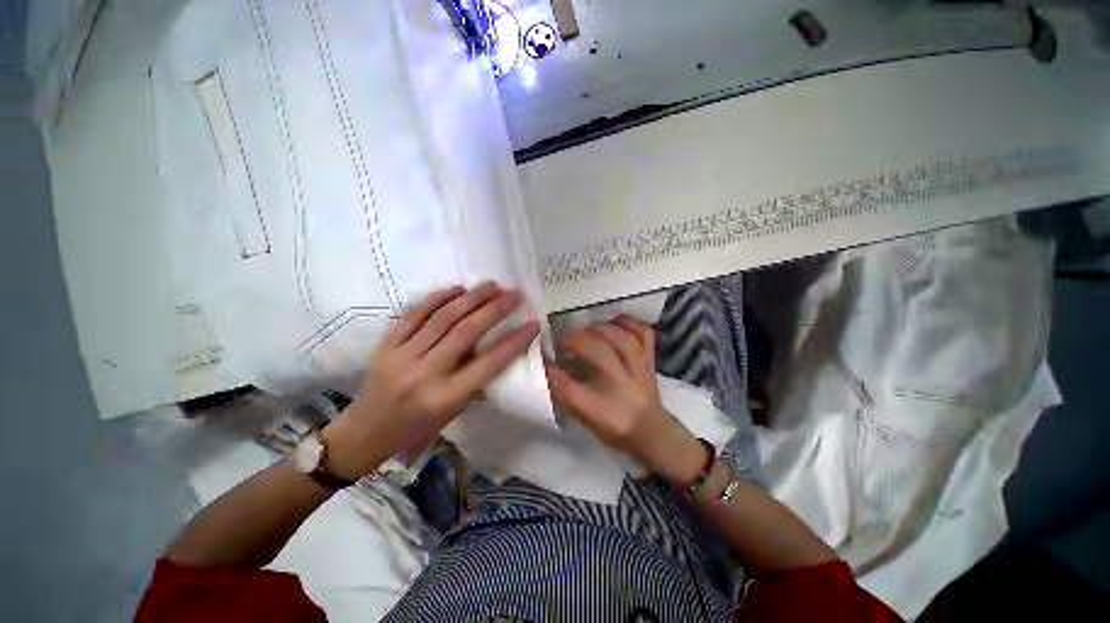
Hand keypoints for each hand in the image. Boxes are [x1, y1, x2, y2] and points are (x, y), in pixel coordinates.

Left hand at [324, 283, 539, 478]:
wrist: (364, 432)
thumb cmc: (416, 428)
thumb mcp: (453, 411)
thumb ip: (474, 378)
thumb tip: (493, 344)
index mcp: (445, 397)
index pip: (489, 363)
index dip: (515, 341)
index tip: (532, 323)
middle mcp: (425, 374)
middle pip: (466, 332)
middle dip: (495, 309)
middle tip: (514, 294)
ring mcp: (402, 356)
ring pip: (443, 318)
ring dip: (471, 298)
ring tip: (491, 286)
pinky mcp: (386, 344)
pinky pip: (415, 314)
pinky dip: (438, 298)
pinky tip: (457, 288)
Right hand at [545, 315, 707, 485]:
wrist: (652, 432)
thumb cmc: (613, 427)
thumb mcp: (584, 416)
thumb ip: (566, 393)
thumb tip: (550, 366)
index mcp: (601, 408)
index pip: (567, 386)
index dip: (549, 368)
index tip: (539, 355)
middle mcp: (620, 386)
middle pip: (596, 353)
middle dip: (574, 341)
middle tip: (563, 342)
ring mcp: (639, 369)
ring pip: (622, 340)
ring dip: (599, 329)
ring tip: (587, 331)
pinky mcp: (650, 359)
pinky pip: (644, 333)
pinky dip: (629, 322)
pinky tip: (614, 322)